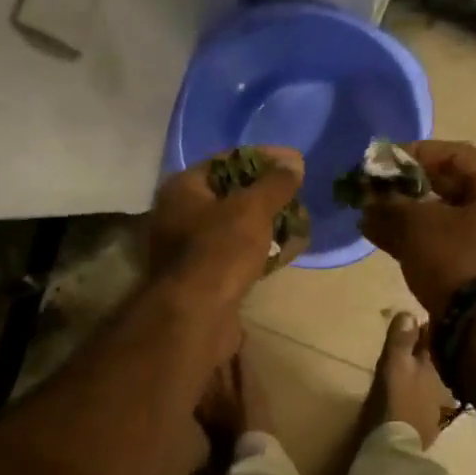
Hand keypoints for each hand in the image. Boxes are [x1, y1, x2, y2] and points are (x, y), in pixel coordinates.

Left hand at [145, 145, 304, 312]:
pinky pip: (234, 253)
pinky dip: (258, 250)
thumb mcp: (252, 209)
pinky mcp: (201, 277)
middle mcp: (177, 214)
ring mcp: (186, 248)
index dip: (262, 158)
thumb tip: (294, 163)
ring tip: (298, 222)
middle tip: (297, 195)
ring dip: (265, 223)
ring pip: (233, 226)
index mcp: (182, 189)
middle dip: (266, 194)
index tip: (294, 162)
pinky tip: (285, 251)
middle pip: (229, 194)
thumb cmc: (220, 251)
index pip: (225, 161)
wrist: (196, 316)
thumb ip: (275, 183)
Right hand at [360, 141, 475, 311]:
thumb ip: (390, 206)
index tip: (382, 161)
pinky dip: (421, 241)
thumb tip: (368, 200)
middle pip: (452, 189)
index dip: (415, 154)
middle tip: (374, 192)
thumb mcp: (417, 225)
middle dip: (407, 190)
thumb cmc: (457, 260)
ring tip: (371, 218)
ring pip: (448, 221)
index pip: (456, 156)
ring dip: (409, 218)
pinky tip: (386, 241)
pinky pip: (451, 246)